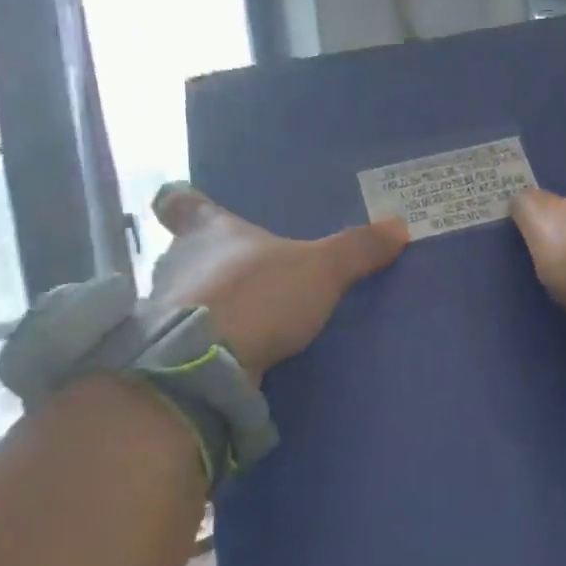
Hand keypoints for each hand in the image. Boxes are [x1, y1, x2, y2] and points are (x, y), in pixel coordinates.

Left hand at [149, 184, 407, 377]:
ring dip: (207, 300)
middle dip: (207, 259)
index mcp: (207, 230)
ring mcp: (165, 306)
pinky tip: (233, 350)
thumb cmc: (259, 295)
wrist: (207, 363)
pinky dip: (208, 337)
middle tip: (241, 269)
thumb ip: (357, 249)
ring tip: (243, 313)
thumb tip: (399, 225)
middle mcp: (176, 261)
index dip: (182, 201)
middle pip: (183, 251)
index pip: (177, 202)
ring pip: (184, 293)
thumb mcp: (320, 269)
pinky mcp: (169, 347)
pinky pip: (190, 333)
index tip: (184, 202)